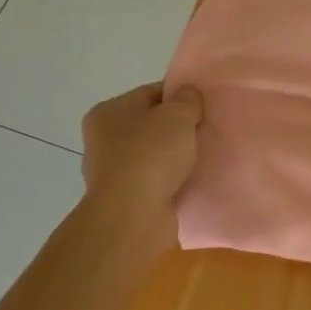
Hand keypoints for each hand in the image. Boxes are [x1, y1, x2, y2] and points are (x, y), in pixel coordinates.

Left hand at [80, 83, 204, 252]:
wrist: (134, 216)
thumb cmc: (151, 155)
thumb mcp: (177, 115)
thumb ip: (187, 99)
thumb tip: (188, 95)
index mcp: (108, 111)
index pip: (150, 93)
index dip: (179, 97)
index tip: (204, 107)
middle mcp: (104, 139)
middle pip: (151, 125)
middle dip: (178, 129)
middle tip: (207, 131)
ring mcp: (113, 172)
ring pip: (154, 155)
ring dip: (176, 157)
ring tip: (204, 158)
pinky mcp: (126, 199)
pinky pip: (156, 181)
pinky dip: (172, 181)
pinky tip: (193, 181)